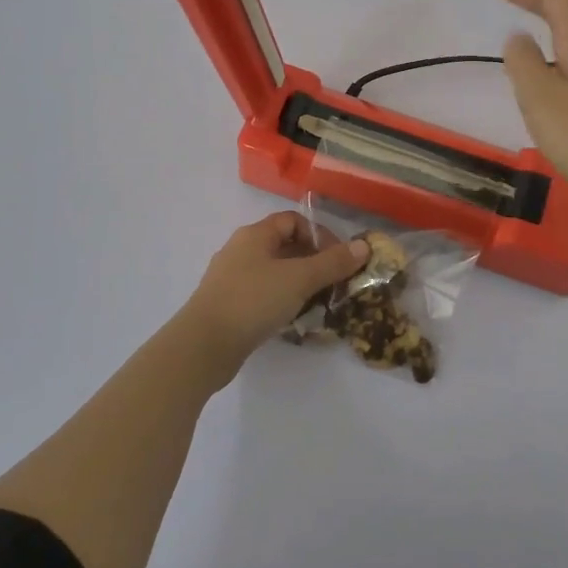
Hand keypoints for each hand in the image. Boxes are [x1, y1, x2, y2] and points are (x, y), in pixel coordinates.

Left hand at [175, 213, 368, 383]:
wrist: (203, 346)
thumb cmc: (253, 301)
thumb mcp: (299, 279)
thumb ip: (333, 263)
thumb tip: (364, 246)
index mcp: (255, 234)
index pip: (293, 220)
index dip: (319, 234)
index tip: (338, 258)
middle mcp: (240, 250)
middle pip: (284, 245)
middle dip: (312, 260)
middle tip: (334, 282)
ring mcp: (231, 278)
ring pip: (273, 272)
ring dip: (298, 283)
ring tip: (318, 302)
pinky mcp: (227, 305)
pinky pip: (261, 294)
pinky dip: (281, 300)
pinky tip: (292, 318)